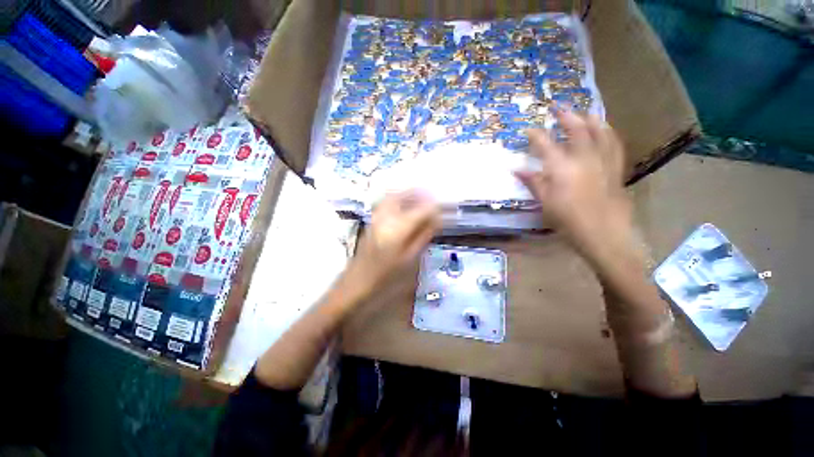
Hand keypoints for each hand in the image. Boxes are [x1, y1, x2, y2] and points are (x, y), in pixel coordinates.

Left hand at [347, 190, 440, 296]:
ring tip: (422, 201)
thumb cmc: (387, 275)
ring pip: (395, 195)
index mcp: (399, 228)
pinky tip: (406, 207)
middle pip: (406, 194)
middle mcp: (387, 216)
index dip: (436, 207)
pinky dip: (399, 198)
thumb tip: (438, 219)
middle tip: (434, 199)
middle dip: (422, 194)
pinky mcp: (371, 219)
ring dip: (410, 194)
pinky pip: (387, 201)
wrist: (357, 281)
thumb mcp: (410, 258)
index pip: (422, 209)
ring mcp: (376, 216)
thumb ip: (424, 235)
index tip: (446, 208)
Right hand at [515, 110, 632, 259]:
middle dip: (565, 116)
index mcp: (562, 168)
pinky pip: (614, 144)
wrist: (603, 234)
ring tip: (584, 111)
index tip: (528, 129)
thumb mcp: (544, 203)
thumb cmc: (568, 220)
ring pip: (600, 132)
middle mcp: (584, 158)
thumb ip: (532, 182)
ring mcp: (603, 161)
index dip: (535, 135)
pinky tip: (605, 129)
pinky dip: (609, 133)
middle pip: (576, 130)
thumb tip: (516, 169)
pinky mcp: (615, 168)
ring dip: (590, 118)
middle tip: (557, 107)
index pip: (545, 144)